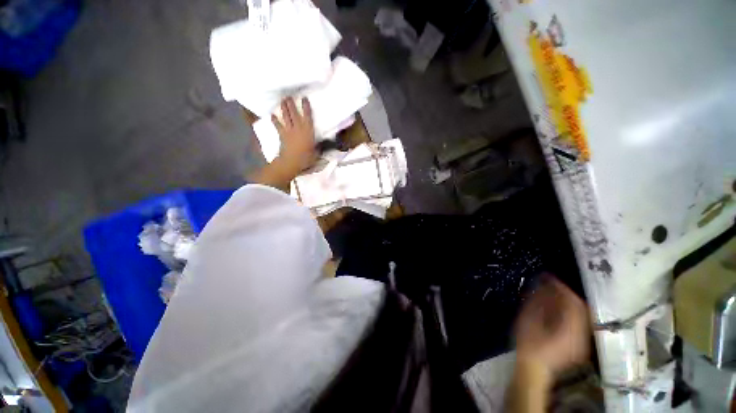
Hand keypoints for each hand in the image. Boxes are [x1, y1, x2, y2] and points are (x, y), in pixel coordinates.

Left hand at [272, 97, 315, 171]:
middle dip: (291, 104)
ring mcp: (289, 131)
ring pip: (286, 117)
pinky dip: (275, 120)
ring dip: (284, 108)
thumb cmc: (306, 158)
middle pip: (294, 114)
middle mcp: (298, 128)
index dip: (306, 107)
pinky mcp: (282, 135)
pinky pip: (278, 126)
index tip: (304, 98)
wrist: (291, 162)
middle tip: (289, 96)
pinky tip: (272, 115)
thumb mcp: (316, 153)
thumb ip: (318, 147)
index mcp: (308, 131)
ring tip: (282, 101)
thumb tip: (321, 145)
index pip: (308, 117)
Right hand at [514, 276, 589, 377]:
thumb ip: (538, 301)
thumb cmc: (529, 344)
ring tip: (552, 293)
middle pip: (581, 308)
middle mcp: (582, 335)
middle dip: (566, 293)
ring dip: (567, 302)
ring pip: (581, 314)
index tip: (549, 277)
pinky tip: (556, 308)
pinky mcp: (579, 344)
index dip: (562, 287)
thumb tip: (543, 285)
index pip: (573, 303)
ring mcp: (583, 341)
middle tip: (551, 284)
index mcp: (571, 330)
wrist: (534, 369)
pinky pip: (579, 322)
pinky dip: (569, 311)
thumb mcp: (529, 320)